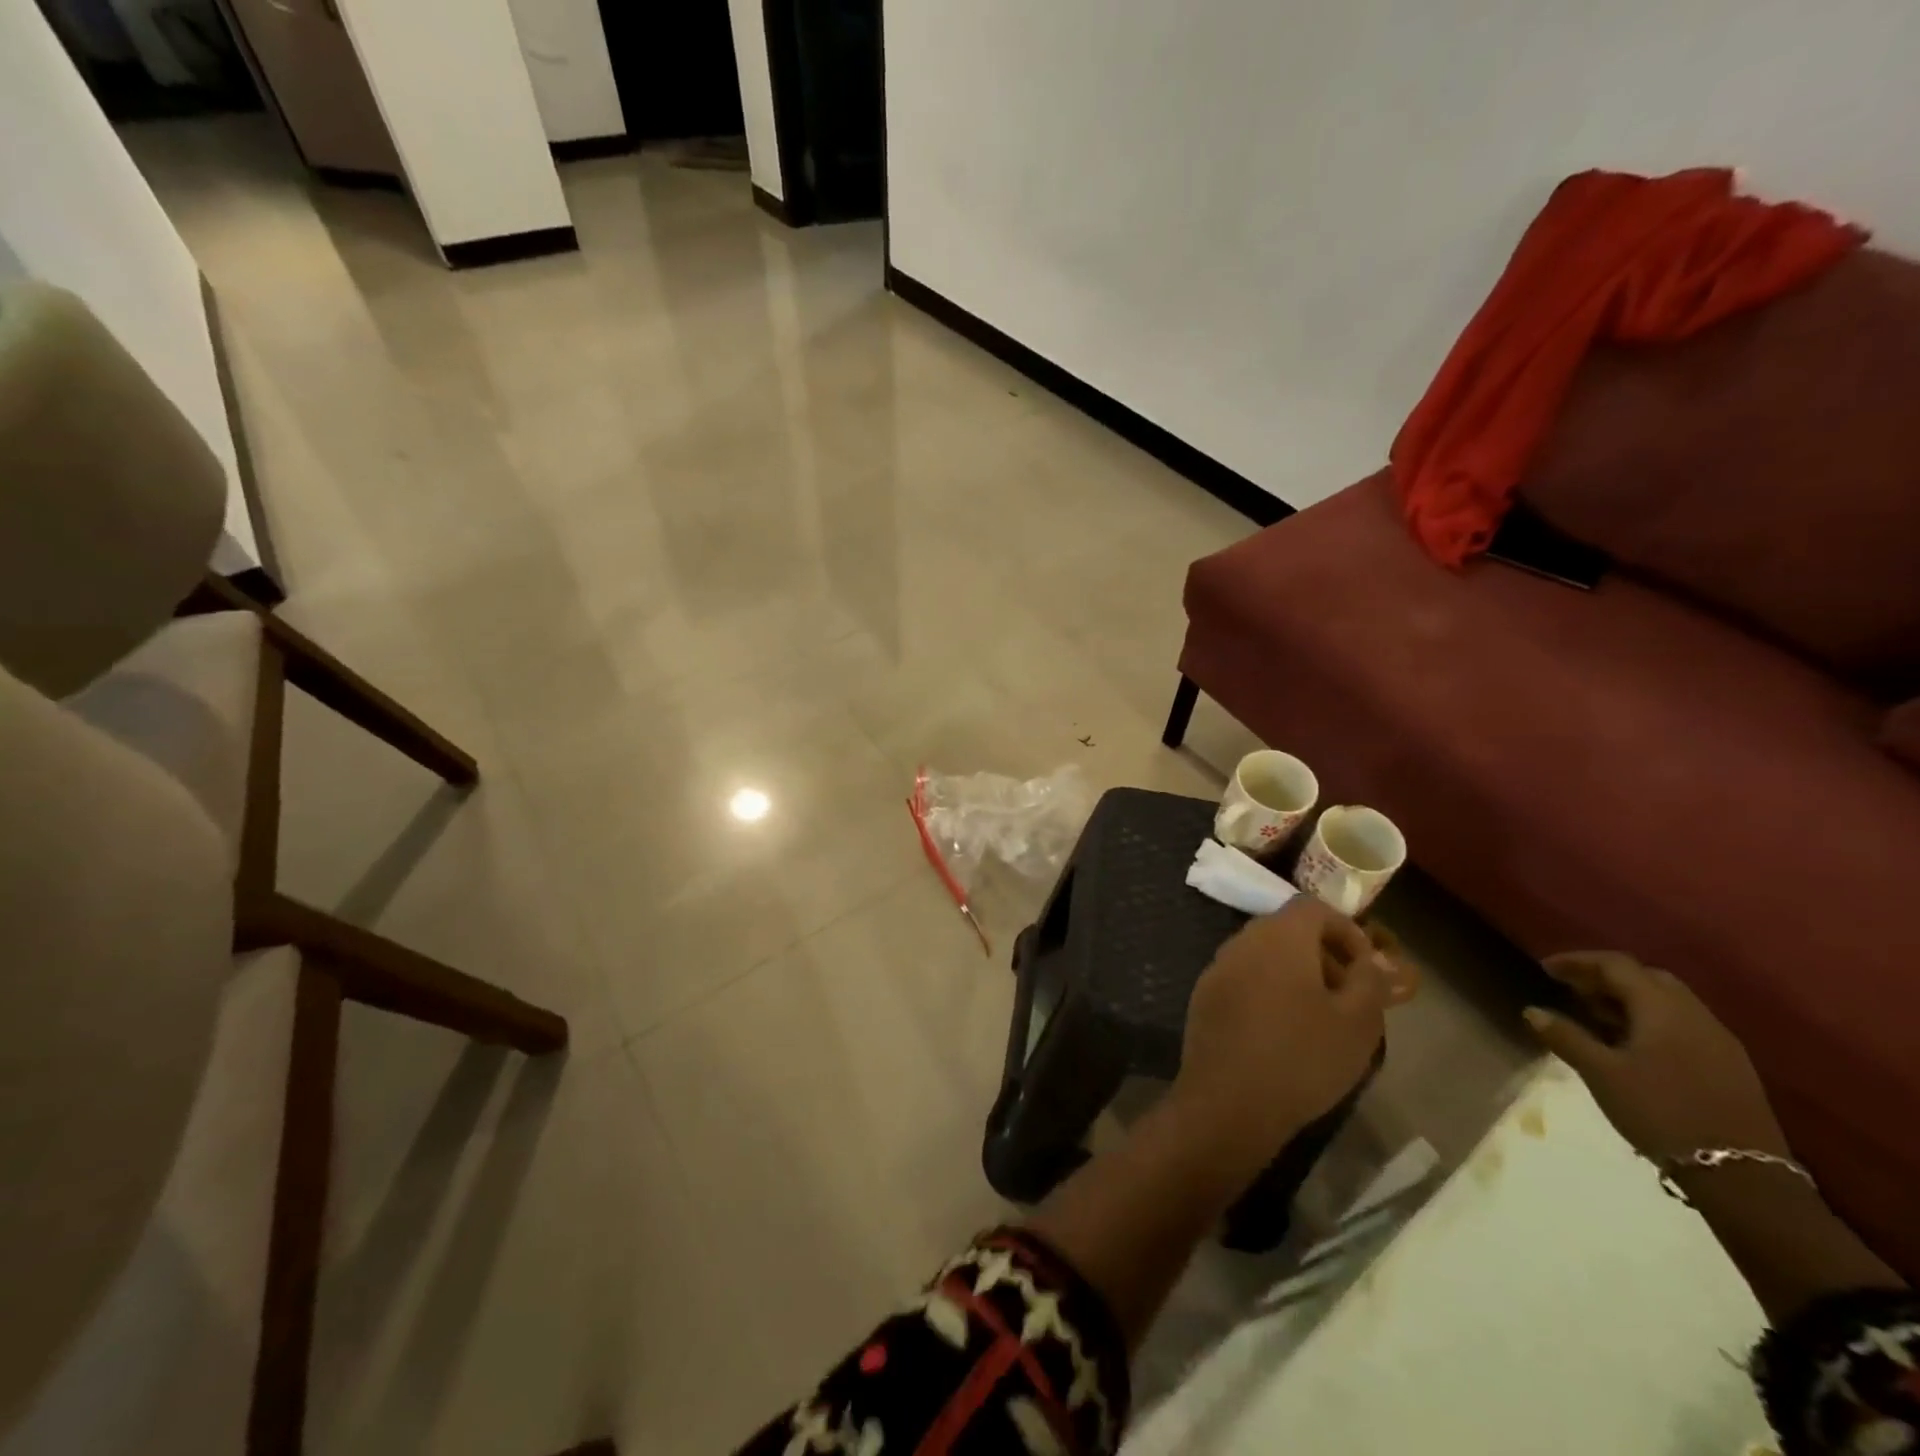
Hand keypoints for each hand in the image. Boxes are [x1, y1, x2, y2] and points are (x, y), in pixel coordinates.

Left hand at [1170, 898, 1390, 1173]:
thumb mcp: (1357, 1022)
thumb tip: (1375, 961)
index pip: (1313, 908)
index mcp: (1278, 936)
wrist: (1229, 1101)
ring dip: (1296, 974)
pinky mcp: (1204, 996)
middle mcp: (1241, 941)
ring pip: (1264, 955)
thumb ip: (1370, 981)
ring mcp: (1217, 968)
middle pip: (1287, 930)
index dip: (1347, 931)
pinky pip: (1244, 979)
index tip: (1368, 969)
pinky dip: (1269, 990)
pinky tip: (1284, 1032)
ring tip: (1322, 1017)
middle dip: (1324, 954)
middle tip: (1350, 995)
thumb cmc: (1302, 1057)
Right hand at [1526, 951, 1789, 1160]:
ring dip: (1630, 1000)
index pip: (1616, 965)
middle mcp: (1695, 1014)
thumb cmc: (1660, 1112)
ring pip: (1669, 1001)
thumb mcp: (1601, 1073)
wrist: (1742, 1177)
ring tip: (1597, 1018)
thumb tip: (1532, 1011)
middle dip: (1606, 978)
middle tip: (1573, 992)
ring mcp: (1720, 1041)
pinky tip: (1634, 1046)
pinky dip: (1652, 1021)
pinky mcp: (1731, 1065)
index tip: (1546, 969)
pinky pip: (1684, 1025)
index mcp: (1662, 1008)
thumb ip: (1565, 1036)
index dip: (1577, 961)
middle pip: (1646, 977)